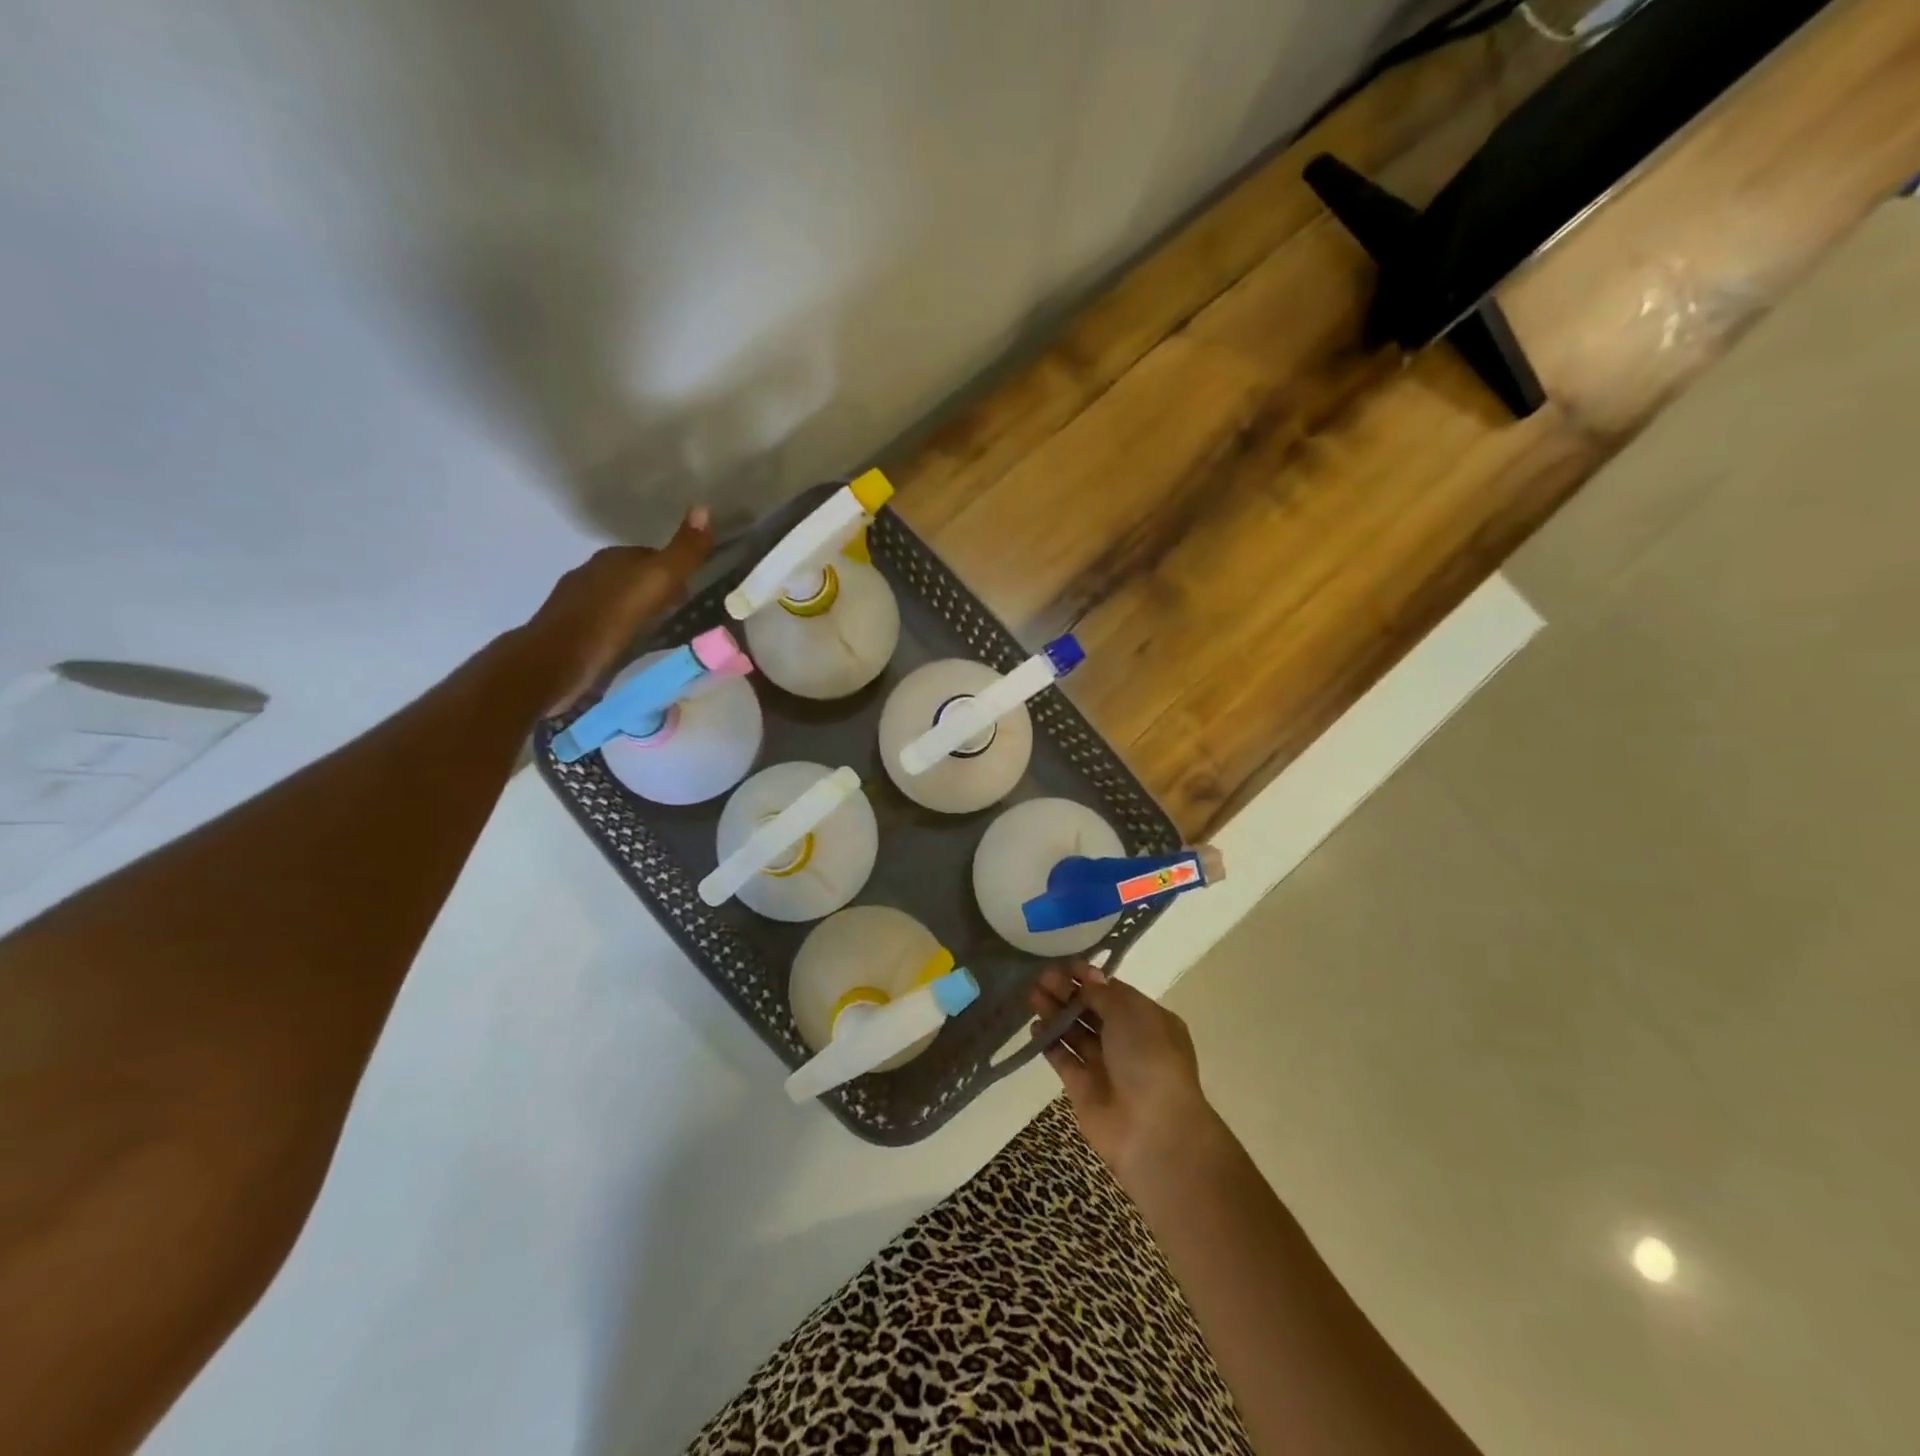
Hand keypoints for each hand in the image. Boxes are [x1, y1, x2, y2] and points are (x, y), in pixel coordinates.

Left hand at [516, 508, 712, 711]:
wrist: (556, 663)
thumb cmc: (609, 619)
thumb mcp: (655, 582)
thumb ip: (682, 552)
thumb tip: (704, 507)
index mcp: (613, 560)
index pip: (651, 555)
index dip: (674, 568)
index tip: (694, 587)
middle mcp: (592, 575)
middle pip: (634, 578)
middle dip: (658, 590)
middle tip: (684, 610)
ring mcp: (579, 606)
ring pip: (620, 602)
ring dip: (640, 612)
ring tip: (664, 630)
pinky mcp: (573, 636)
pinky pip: (609, 626)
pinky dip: (625, 631)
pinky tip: (636, 646)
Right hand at [1028, 961, 1221, 1192]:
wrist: (1153, 1131)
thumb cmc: (1149, 1060)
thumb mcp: (1130, 1015)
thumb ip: (1104, 994)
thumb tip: (1089, 975)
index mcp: (1148, 1021)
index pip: (1114, 993)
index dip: (1090, 979)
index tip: (1065, 965)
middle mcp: (1127, 1042)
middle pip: (1092, 1011)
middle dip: (1068, 993)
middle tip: (1041, 978)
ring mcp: (1105, 1066)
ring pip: (1075, 1032)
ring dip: (1056, 1013)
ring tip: (1032, 996)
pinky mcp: (1083, 1089)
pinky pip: (1064, 1059)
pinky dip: (1050, 1043)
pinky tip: (1034, 1027)